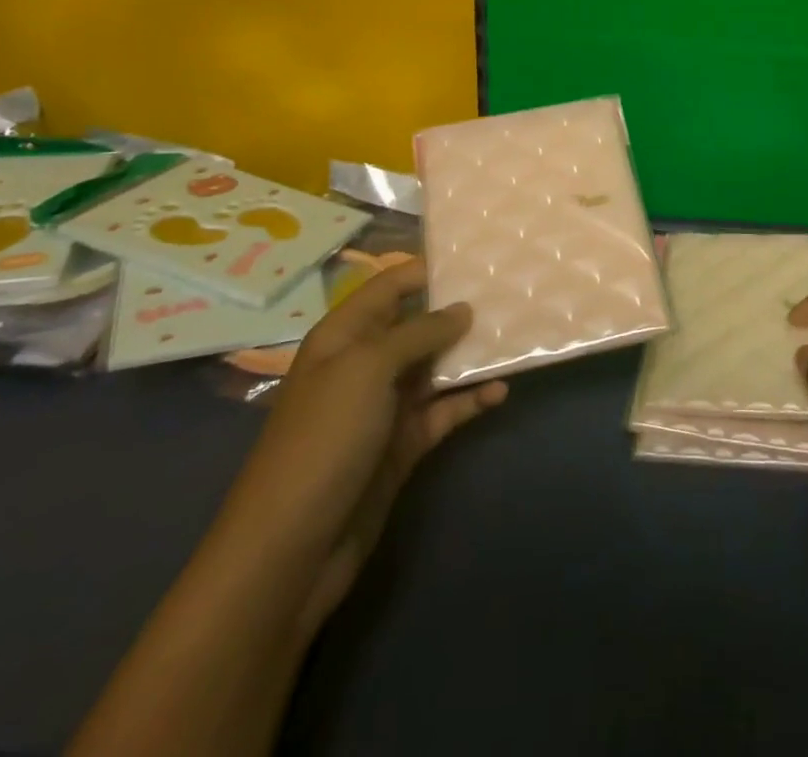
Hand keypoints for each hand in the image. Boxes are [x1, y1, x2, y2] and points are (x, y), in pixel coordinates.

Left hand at [213, 263, 505, 633]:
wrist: (291, 549)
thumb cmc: (324, 439)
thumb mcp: (368, 369)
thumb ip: (418, 332)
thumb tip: (462, 309)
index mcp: (343, 337)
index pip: (389, 287)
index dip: (426, 270)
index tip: (476, 258)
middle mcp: (364, 365)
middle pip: (417, 325)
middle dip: (458, 310)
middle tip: (510, 293)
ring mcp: (384, 407)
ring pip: (436, 367)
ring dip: (471, 354)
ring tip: (515, 335)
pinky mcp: (403, 445)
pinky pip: (444, 411)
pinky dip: (471, 400)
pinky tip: (501, 391)